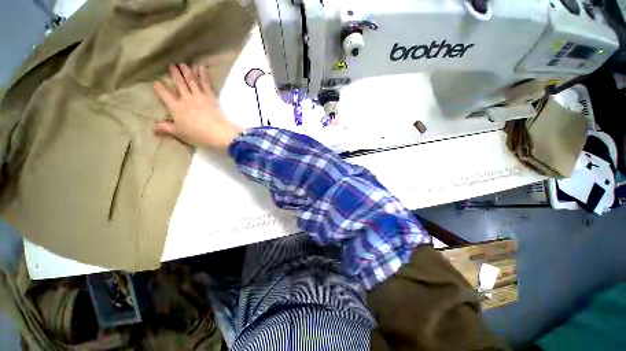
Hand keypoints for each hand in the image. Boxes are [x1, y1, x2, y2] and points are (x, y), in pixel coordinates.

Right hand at [153, 63, 242, 149]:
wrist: (217, 133)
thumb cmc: (197, 134)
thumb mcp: (179, 133)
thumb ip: (166, 128)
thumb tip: (152, 128)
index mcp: (176, 108)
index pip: (164, 95)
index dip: (159, 88)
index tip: (155, 82)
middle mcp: (186, 99)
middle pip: (179, 84)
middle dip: (175, 74)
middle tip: (171, 65)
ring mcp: (199, 96)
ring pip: (191, 81)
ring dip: (187, 71)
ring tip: (183, 64)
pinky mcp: (210, 97)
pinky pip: (206, 84)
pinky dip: (203, 75)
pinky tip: (201, 67)